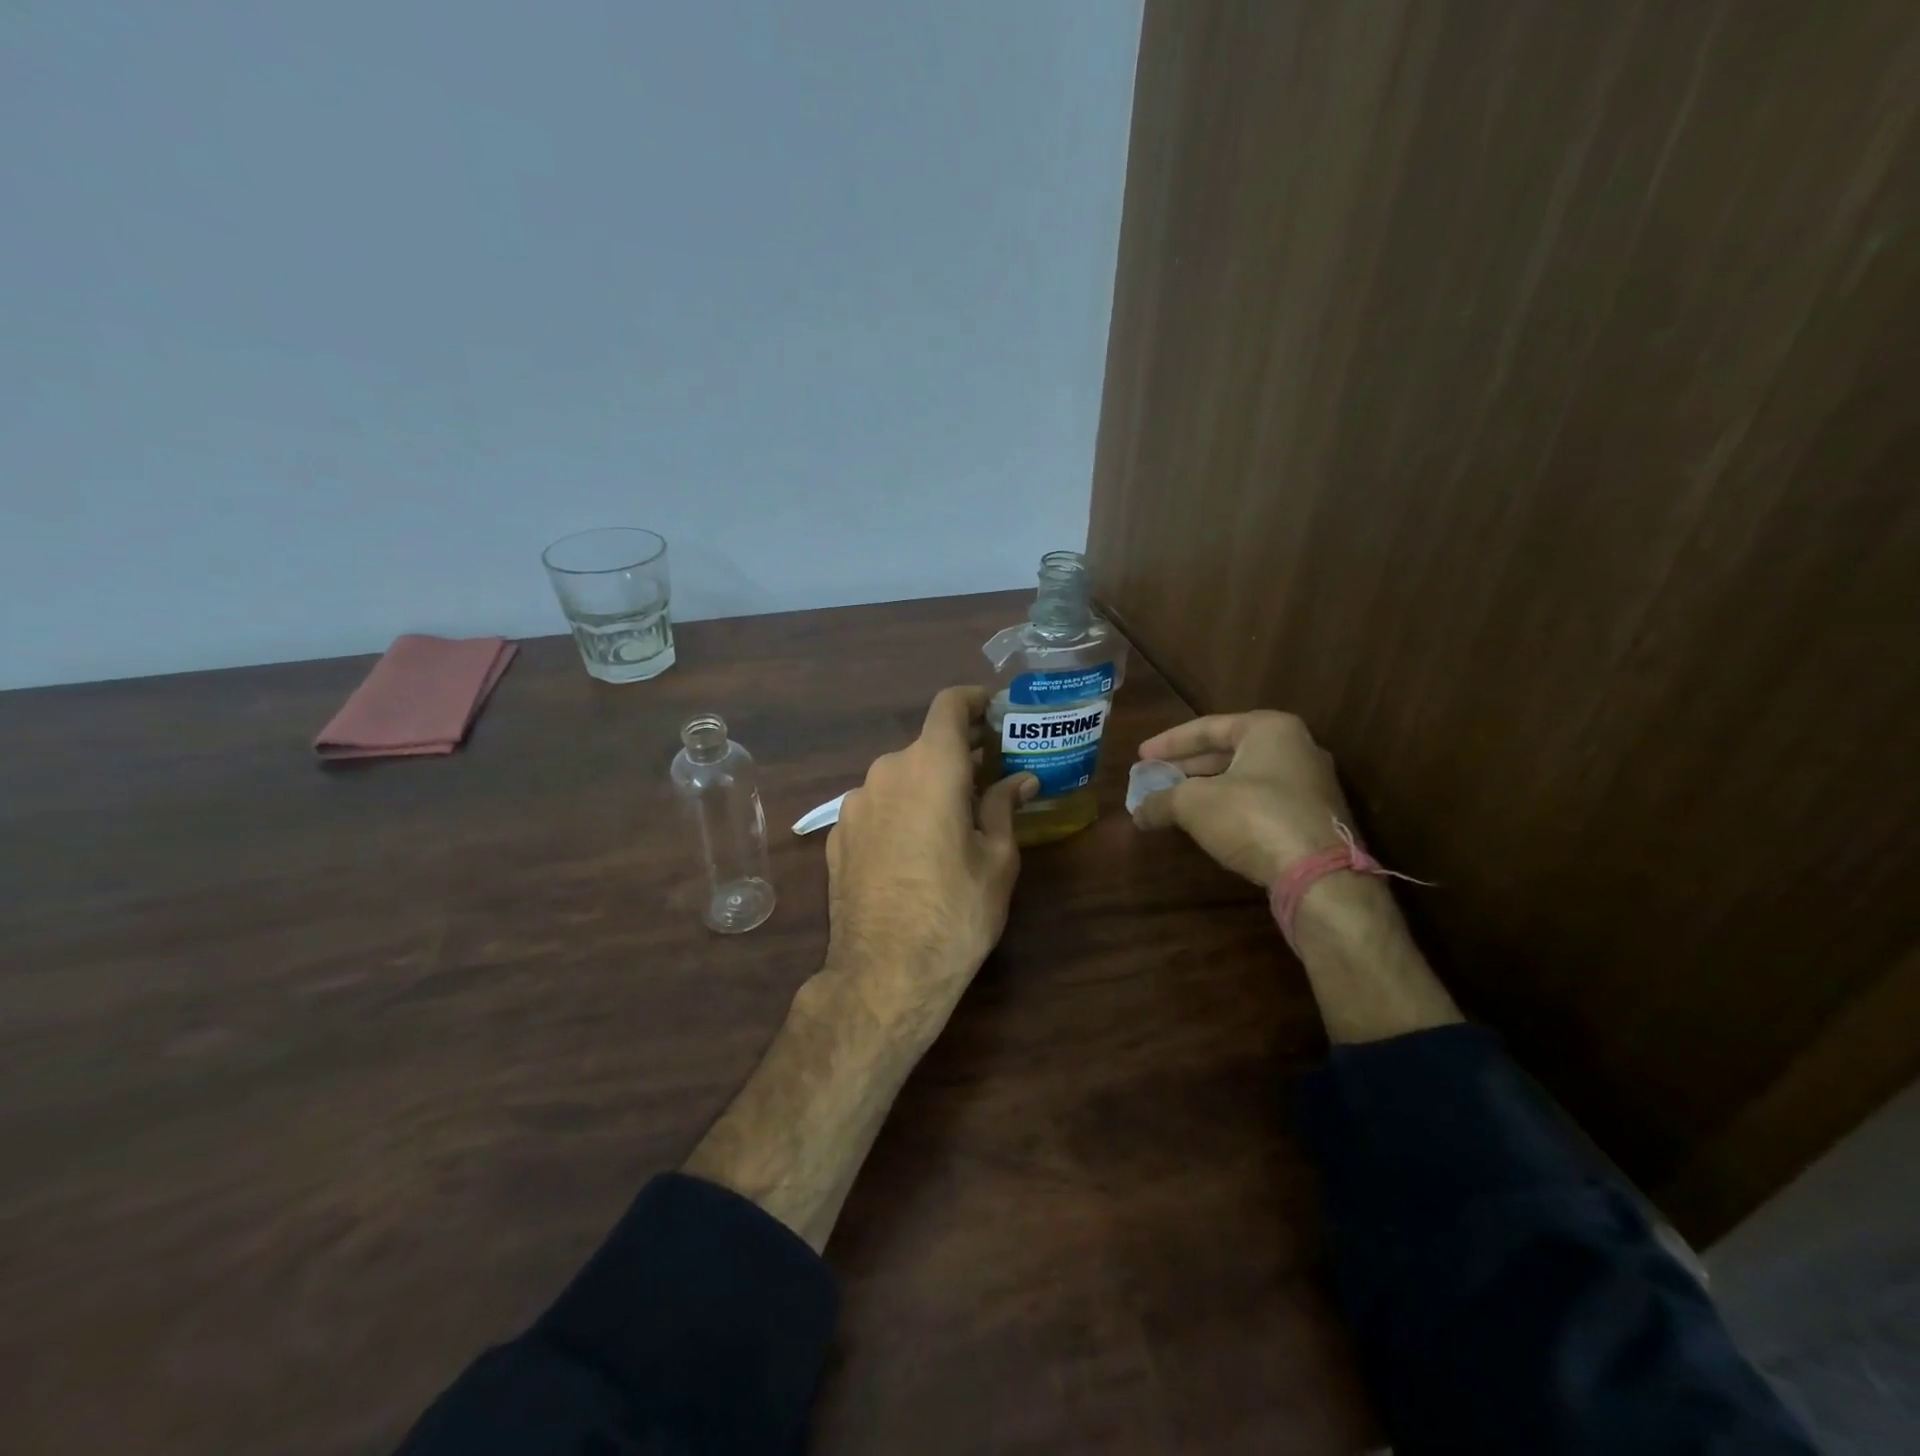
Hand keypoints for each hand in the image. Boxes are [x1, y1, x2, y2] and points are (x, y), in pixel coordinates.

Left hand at [825, 686, 1036, 1027]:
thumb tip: (1020, 780)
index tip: (995, 711)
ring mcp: (854, 803)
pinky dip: (901, 810)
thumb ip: (1004, 807)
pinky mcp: (837, 834)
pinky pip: (877, 806)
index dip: (974, 700)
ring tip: (954, 819)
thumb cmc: (955, 912)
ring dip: (928, 785)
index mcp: (930, 767)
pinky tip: (916, 847)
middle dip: (959, 755)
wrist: (884, 973)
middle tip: (991, 777)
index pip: (949, 705)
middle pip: (926, 746)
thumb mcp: (996, 859)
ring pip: (900, 777)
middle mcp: (886, 772)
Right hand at [1133, 711, 1350, 885]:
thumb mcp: (1194, 804)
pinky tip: (1206, 823)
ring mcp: (1309, 785)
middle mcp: (1296, 748)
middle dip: (1187, 766)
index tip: (1141, 756)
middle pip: (1228, 751)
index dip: (1169, 743)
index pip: (1208, 727)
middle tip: (1155, 777)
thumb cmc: (1253, 817)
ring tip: (1173, 801)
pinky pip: (1261, 802)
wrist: (1318, 874)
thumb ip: (1161, 800)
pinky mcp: (1312, 818)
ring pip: (1244, 778)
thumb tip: (1138, 811)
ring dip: (1206, 789)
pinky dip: (1229, 807)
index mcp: (1270, 729)